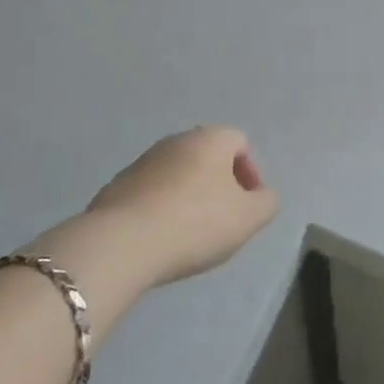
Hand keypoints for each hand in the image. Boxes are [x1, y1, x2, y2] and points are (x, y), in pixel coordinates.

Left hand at [53, 127, 279, 290]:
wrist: (121, 244)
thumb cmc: (195, 223)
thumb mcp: (248, 218)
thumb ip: (266, 203)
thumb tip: (262, 196)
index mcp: (210, 138)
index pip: (240, 142)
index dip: (250, 174)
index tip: (247, 207)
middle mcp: (177, 140)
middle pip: (207, 157)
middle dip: (219, 186)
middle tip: (222, 222)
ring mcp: (143, 162)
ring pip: (177, 175)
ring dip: (188, 198)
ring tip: (189, 236)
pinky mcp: (116, 187)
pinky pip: (150, 194)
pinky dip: (160, 210)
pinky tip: (160, 240)